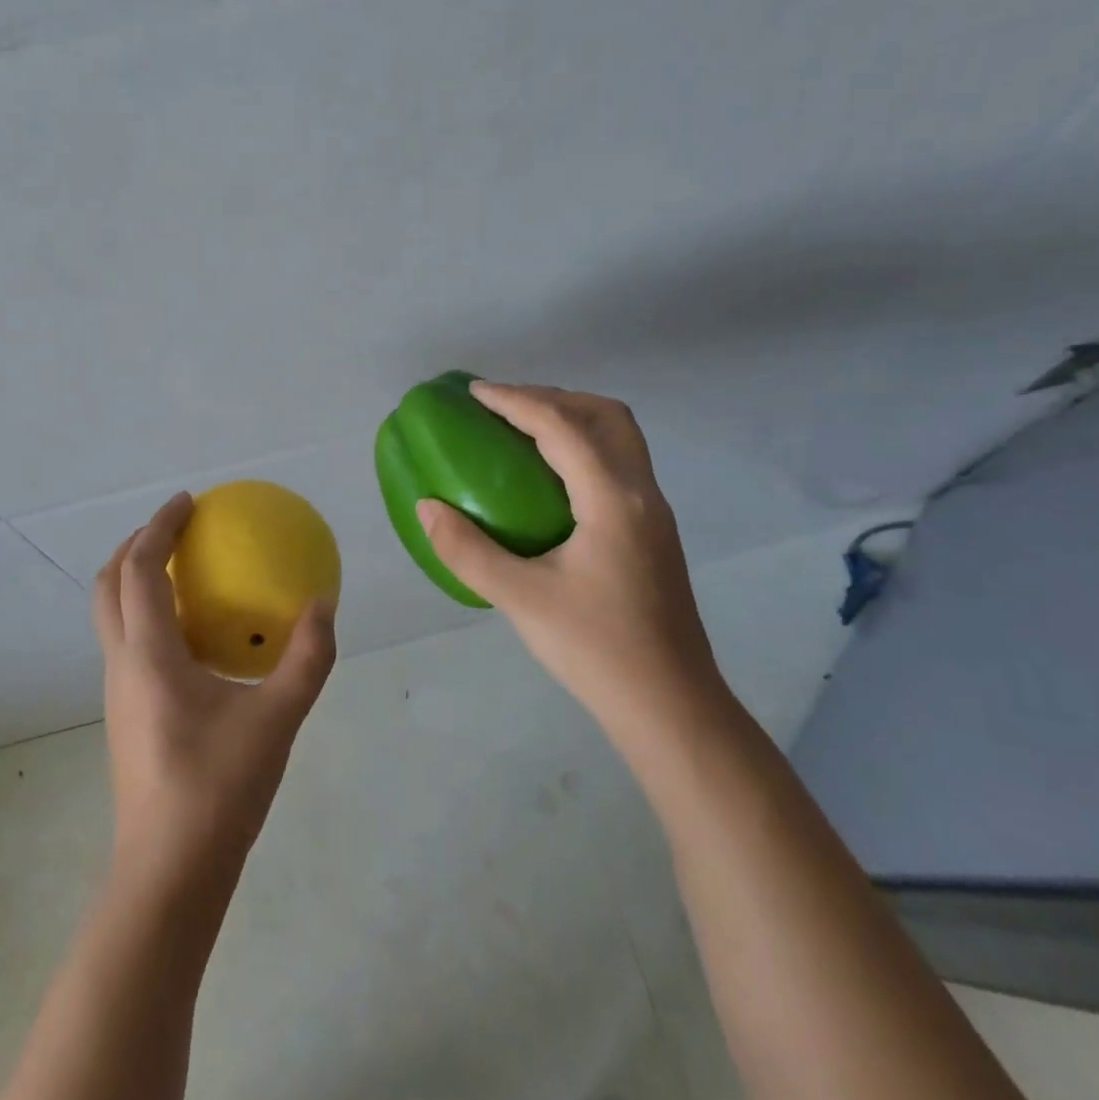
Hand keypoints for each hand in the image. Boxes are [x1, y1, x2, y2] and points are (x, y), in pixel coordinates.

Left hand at [93, 492, 336, 890]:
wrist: (169, 872)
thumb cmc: (219, 788)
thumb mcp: (277, 719)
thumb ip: (306, 658)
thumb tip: (323, 604)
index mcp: (148, 654)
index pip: (139, 569)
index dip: (158, 527)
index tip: (189, 501)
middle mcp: (122, 664)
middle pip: (108, 585)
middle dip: (135, 545)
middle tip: (177, 528)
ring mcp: (117, 692)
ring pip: (111, 615)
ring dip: (136, 579)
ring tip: (182, 569)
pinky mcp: (126, 714)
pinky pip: (127, 641)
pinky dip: (147, 613)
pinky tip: (192, 633)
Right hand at [415, 382, 724, 733]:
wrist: (671, 707)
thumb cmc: (597, 650)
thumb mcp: (521, 600)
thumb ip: (467, 550)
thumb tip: (427, 506)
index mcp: (613, 499)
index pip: (562, 426)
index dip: (516, 400)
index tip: (475, 392)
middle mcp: (642, 492)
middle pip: (605, 415)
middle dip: (552, 397)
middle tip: (503, 407)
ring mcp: (654, 512)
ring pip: (619, 437)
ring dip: (572, 418)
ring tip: (523, 431)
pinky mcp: (653, 531)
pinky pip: (618, 463)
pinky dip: (583, 446)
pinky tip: (550, 478)